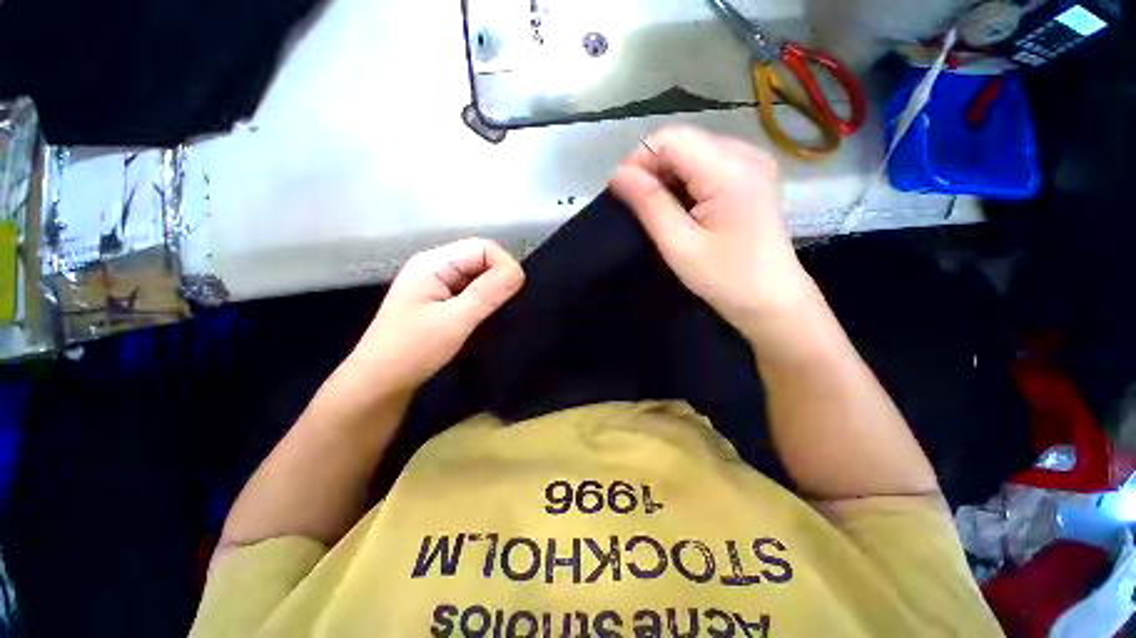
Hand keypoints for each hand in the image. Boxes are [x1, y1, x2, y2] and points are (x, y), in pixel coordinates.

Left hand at [346, 238, 524, 395]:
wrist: (379, 383)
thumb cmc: (412, 350)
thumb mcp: (454, 321)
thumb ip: (487, 294)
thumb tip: (519, 273)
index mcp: (434, 263)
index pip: (483, 248)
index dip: (504, 266)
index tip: (514, 295)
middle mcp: (435, 267)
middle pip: (481, 259)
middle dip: (499, 279)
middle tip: (505, 308)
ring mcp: (437, 284)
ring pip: (478, 276)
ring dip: (493, 292)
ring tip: (498, 314)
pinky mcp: (440, 301)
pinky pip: (471, 291)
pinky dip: (484, 301)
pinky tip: (486, 318)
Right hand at [610, 126, 817, 339]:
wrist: (771, 300)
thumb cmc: (725, 279)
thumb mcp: (679, 245)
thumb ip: (649, 204)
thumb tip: (617, 174)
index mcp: (729, 170)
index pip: (670, 138)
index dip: (638, 159)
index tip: (622, 192)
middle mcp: (745, 153)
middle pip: (682, 140)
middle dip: (652, 167)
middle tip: (638, 205)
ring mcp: (752, 161)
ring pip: (692, 149)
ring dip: (667, 174)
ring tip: (658, 209)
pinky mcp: (752, 174)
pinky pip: (707, 162)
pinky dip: (685, 179)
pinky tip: (682, 206)